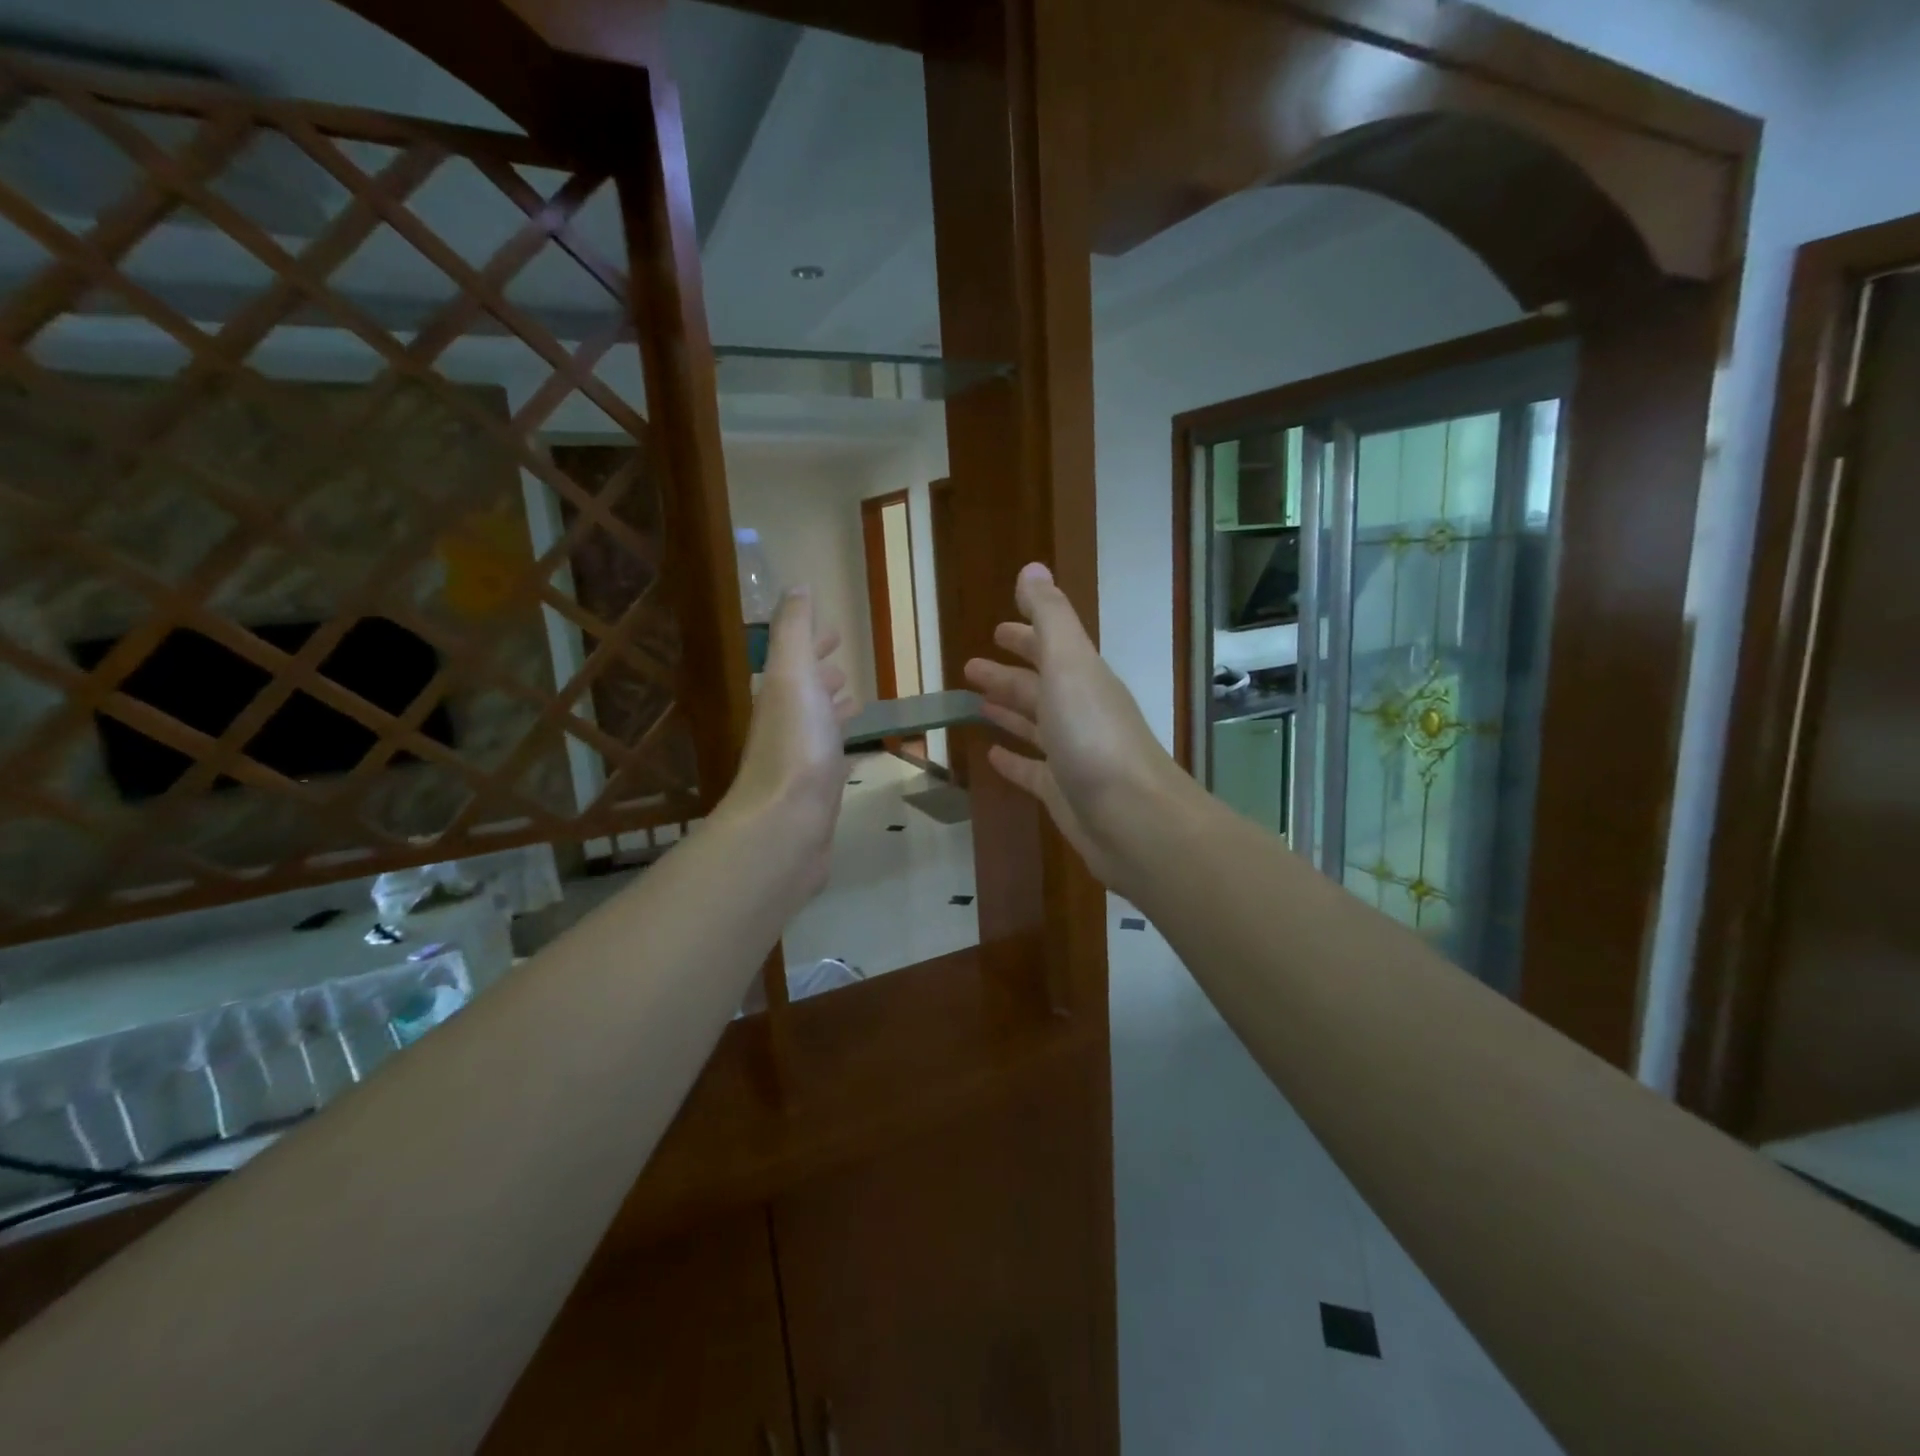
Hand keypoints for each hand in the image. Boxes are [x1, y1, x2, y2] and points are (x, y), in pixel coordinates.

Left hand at [716, 588, 856, 898]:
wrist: (785, 826)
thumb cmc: (795, 746)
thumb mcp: (793, 676)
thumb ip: (795, 632)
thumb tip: (795, 586)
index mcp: (780, 695)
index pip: (797, 660)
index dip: (813, 644)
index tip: (835, 632)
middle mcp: (786, 725)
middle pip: (805, 693)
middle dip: (823, 675)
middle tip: (844, 666)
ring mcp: (801, 762)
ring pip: (819, 726)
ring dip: (834, 711)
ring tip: (857, 703)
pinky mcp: (817, 794)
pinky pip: (832, 760)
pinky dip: (843, 748)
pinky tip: (855, 755)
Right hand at [964, 563, 1182, 895]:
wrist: (1133, 819)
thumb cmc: (1095, 736)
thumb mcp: (1069, 665)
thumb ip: (1050, 617)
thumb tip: (1032, 568)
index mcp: (1082, 678)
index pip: (1050, 648)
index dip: (1025, 635)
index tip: (997, 629)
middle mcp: (1079, 712)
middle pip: (1039, 687)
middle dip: (1008, 675)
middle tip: (971, 667)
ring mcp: (1072, 754)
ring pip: (1034, 726)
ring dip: (1008, 711)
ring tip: (975, 704)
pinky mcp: (1062, 792)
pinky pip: (1031, 770)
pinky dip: (1013, 759)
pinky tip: (990, 755)